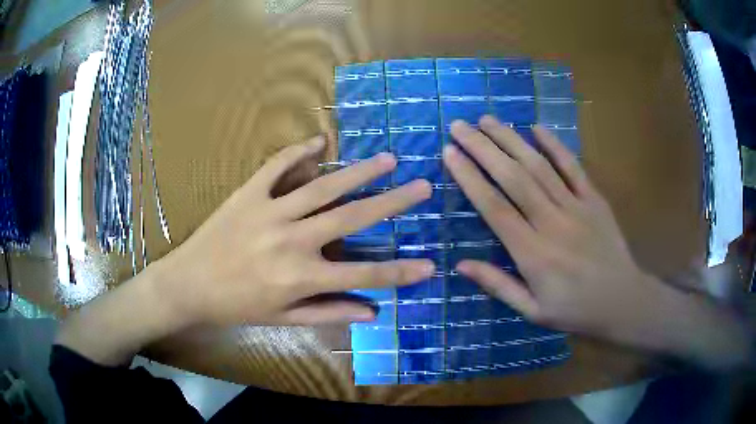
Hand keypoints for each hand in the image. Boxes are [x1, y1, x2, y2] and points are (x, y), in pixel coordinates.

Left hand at [155, 136, 434, 326]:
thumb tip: (372, 312)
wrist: (188, 285)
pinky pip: (277, 167)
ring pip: (323, 187)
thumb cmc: (235, 306)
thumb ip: (328, 312)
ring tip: (387, 159)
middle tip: (422, 186)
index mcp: (301, 277)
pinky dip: (298, 152)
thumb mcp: (282, 319)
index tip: (430, 264)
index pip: (363, 274)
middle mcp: (292, 240)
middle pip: (352, 217)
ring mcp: (270, 211)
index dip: (400, 272)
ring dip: (359, 172)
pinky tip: (320, 142)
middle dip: (393, 202)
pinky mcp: (249, 194)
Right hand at [443, 116, 750, 366]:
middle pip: (514, 178)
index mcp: (533, 254)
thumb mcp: (532, 311)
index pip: (494, 208)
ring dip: (511, 140)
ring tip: (487, 120)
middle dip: (483, 148)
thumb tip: (460, 264)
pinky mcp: (595, 200)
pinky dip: (555, 146)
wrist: (623, 302)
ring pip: (539, 166)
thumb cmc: (575, 311)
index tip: (450, 154)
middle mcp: (552, 223)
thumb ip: (498, 285)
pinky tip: (537, 127)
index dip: (470, 178)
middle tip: (460, 126)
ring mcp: (577, 207)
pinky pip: (573, 168)